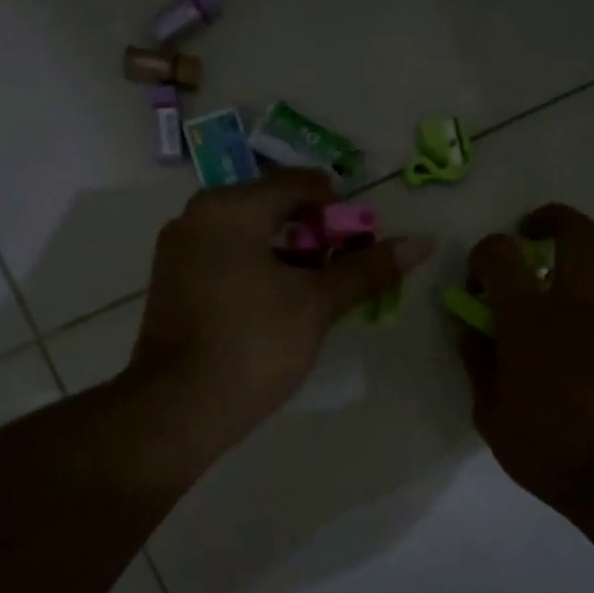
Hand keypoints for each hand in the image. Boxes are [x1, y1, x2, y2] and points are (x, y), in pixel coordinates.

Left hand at [128, 168, 433, 462]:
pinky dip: (255, 268)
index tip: (360, 243)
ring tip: (314, 292)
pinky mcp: (171, 282)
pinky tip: (275, 305)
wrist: (179, 408)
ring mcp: (178, 249)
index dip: (339, 209)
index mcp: (231, 208)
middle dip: (312, 234)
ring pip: (246, 234)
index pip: (299, 184)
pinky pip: (223, 257)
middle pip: (270, 206)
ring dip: (286, 254)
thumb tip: (422, 242)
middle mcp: (197, 216)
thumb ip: (366, 269)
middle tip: (340, 270)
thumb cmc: (254, 344)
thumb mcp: (316, 304)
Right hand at [457, 204, 593, 517]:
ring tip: (551, 345)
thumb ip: (477, 362)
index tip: (477, 284)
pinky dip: (588, 336)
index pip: (500, 252)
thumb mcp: (491, 414)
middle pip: (575, 232)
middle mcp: (578, 306)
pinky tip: (581, 380)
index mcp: (530, 318)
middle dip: (550, 219)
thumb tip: (468, 327)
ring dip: (566, 296)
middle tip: (531, 236)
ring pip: (592, 285)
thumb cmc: (548, 449)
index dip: (483, 256)